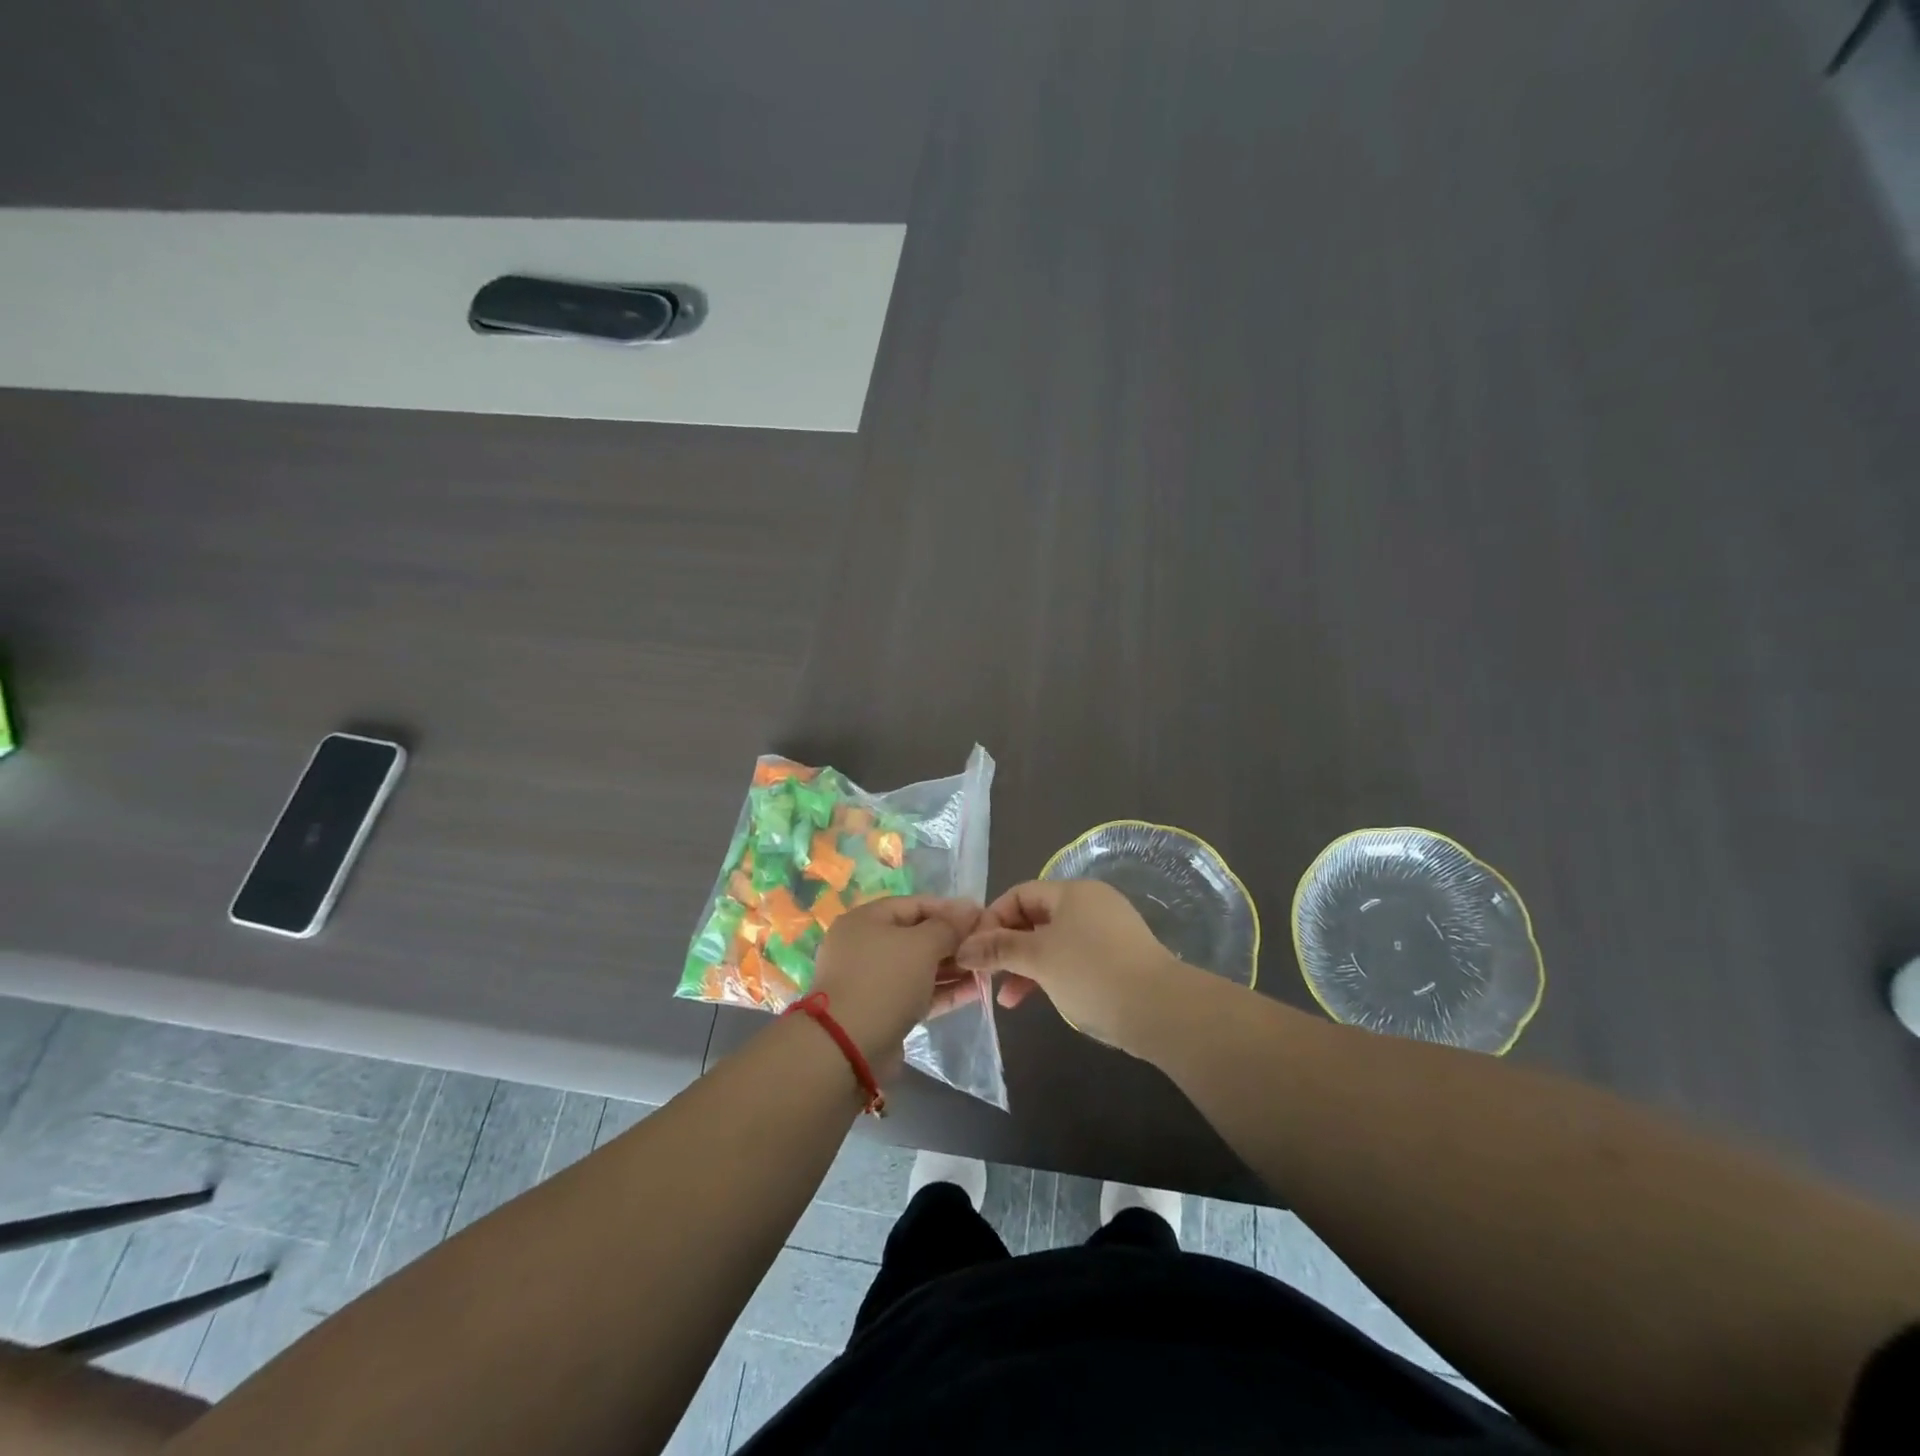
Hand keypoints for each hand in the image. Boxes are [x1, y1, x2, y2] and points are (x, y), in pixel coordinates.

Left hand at [809, 896, 982, 1067]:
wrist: (847, 1048)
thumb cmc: (884, 981)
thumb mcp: (922, 945)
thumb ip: (949, 926)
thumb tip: (970, 908)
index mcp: (866, 919)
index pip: (915, 904)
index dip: (950, 909)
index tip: (981, 918)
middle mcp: (865, 945)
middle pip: (917, 936)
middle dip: (953, 941)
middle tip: (986, 946)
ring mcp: (872, 980)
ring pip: (919, 967)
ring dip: (952, 967)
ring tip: (986, 969)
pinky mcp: (882, 1010)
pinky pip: (917, 992)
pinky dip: (943, 990)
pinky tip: (975, 991)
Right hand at [953, 879, 1184, 1049]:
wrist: (1159, 1009)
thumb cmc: (1091, 972)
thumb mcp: (1038, 958)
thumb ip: (998, 949)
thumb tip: (964, 948)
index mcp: (1071, 892)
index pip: (1020, 894)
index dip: (992, 919)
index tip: (974, 951)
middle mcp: (1090, 903)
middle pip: (1035, 917)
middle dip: (1007, 947)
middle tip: (986, 975)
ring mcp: (1107, 931)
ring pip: (1052, 941)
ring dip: (1026, 966)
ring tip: (1007, 999)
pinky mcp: (1117, 958)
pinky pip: (1073, 958)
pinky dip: (1051, 974)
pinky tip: (1039, 999)